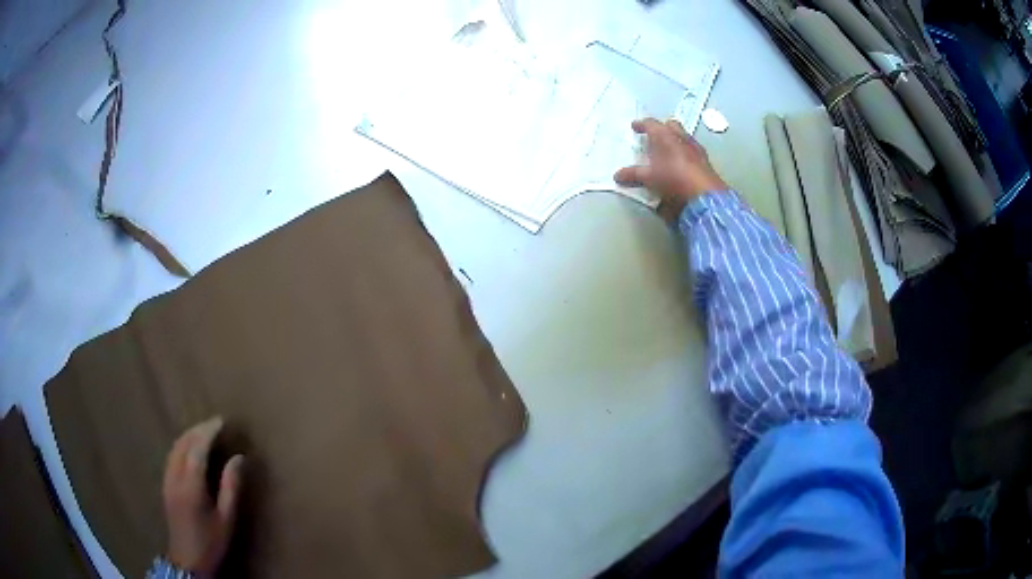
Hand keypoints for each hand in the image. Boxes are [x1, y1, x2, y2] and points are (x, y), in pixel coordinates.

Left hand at [162, 417, 243, 576]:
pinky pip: (171, 456)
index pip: (197, 448)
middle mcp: (175, 477)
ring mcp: (167, 479)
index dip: (209, 431)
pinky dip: (182, 445)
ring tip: (204, 431)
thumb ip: (231, 486)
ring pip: (175, 447)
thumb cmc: (212, 541)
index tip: (222, 422)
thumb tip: (239, 458)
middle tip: (215, 424)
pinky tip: (191, 448)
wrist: (188, 559)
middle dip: (198, 429)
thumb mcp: (227, 518)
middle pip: (183, 443)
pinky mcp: (165, 484)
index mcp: (191, 485)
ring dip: (189, 435)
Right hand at [615, 118, 728, 220]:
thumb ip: (634, 174)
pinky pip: (692, 149)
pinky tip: (682, 162)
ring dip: (675, 139)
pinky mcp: (705, 159)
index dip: (641, 124)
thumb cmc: (673, 179)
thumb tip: (617, 175)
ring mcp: (695, 147)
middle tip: (654, 135)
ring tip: (667, 149)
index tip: (635, 127)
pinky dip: (684, 151)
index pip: (651, 123)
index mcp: (665, 136)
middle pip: (670, 125)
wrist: (704, 194)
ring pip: (683, 136)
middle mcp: (681, 137)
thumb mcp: (649, 178)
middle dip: (662, 128)